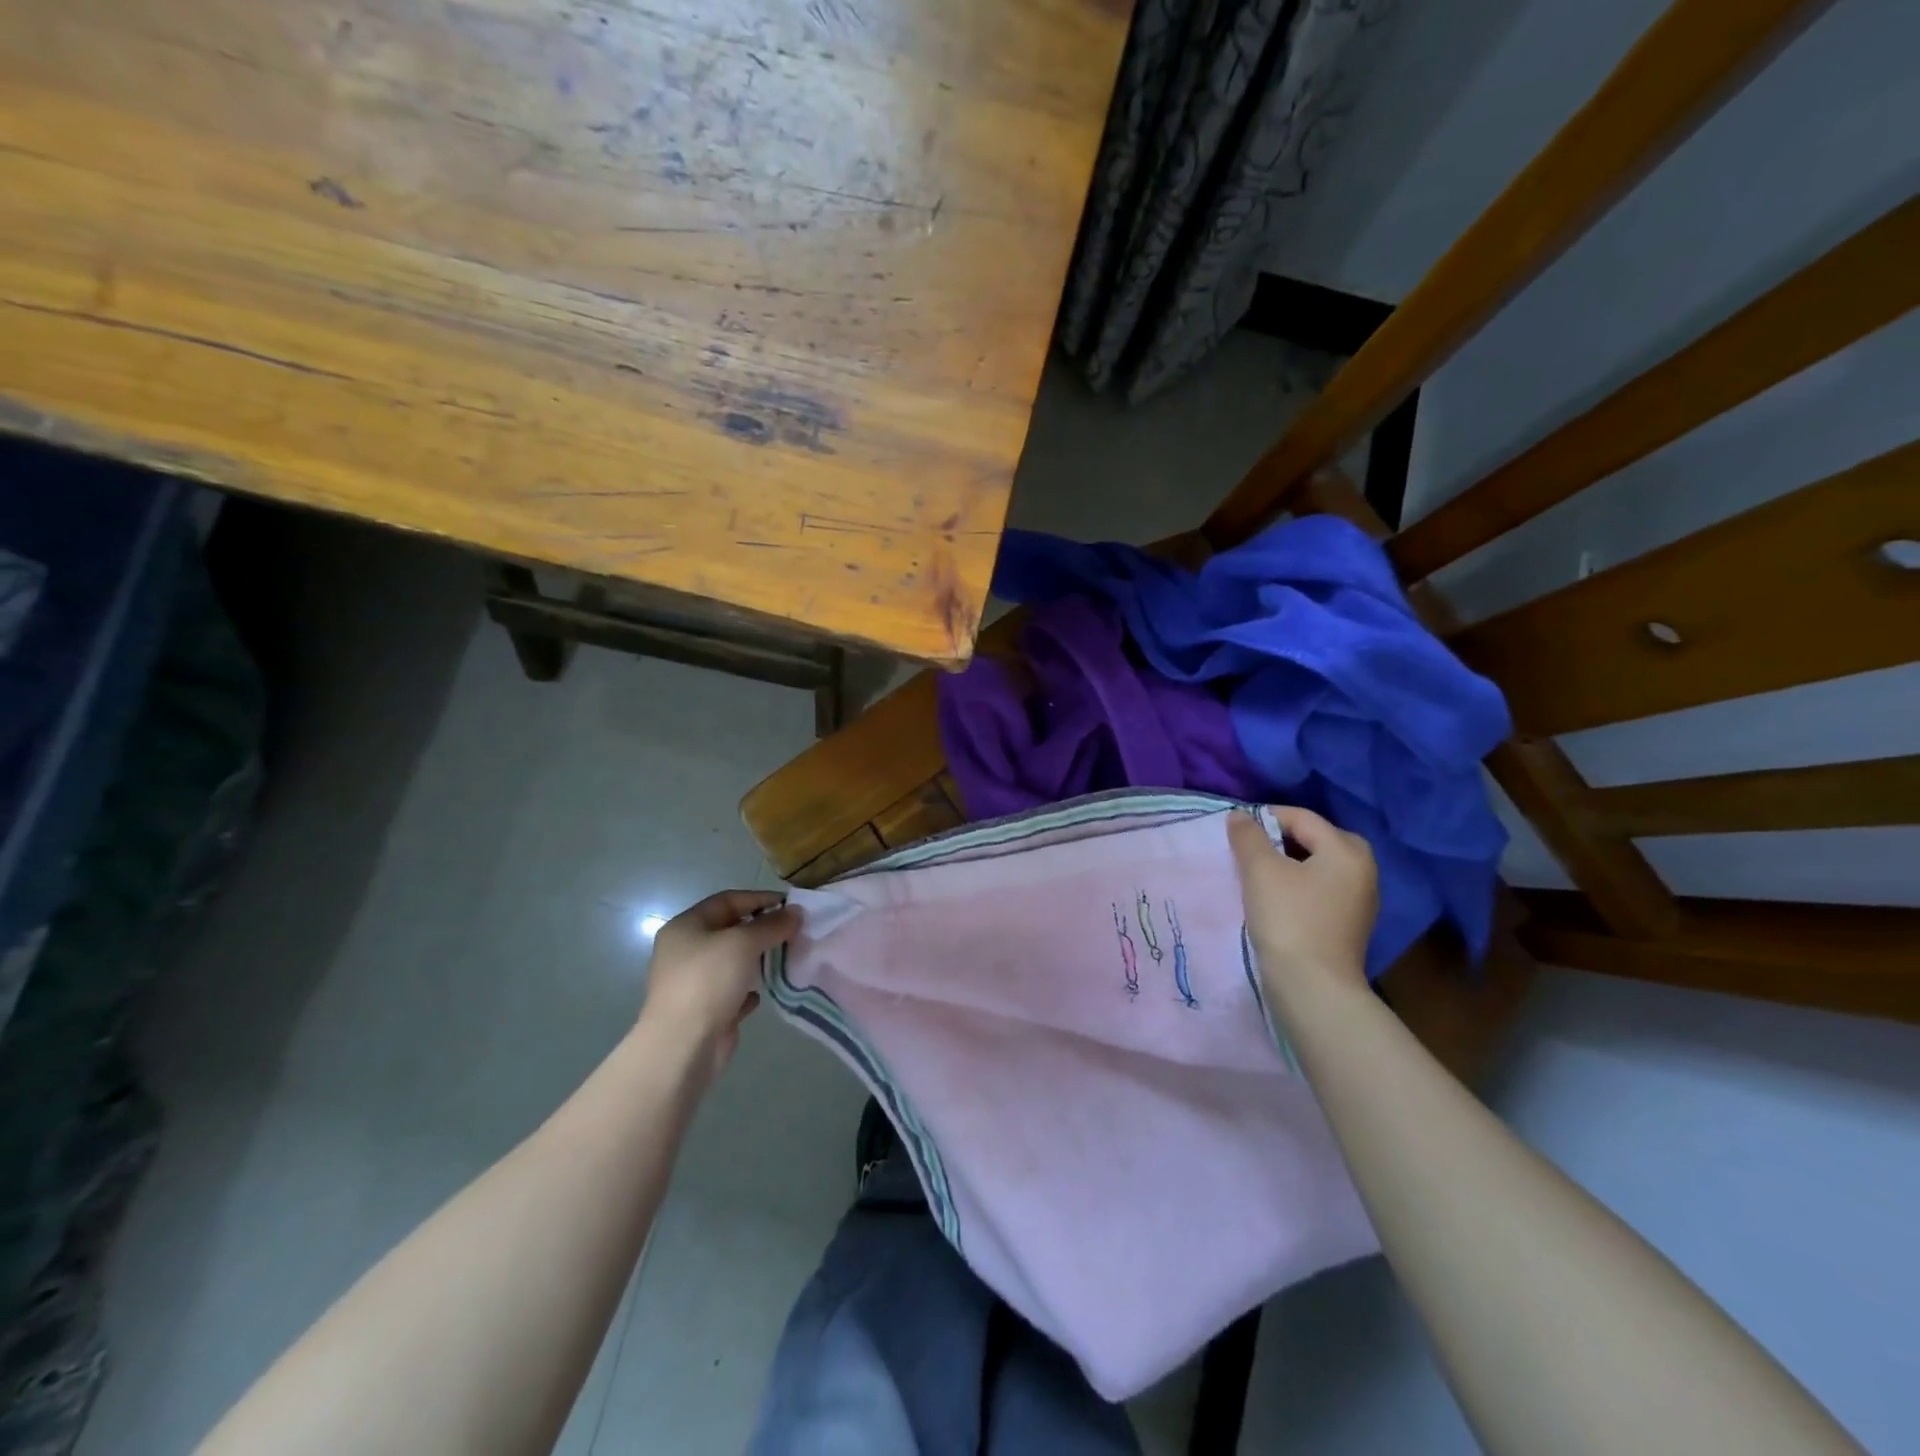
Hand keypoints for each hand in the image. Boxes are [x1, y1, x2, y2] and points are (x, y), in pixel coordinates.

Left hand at [640, 890, 800, 1078]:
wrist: (683, 1045)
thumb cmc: (708, 981)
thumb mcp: (744, 943)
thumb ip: (772, 924)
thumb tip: (796, 911)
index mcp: (686, 927)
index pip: (727, 900)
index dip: (760, 898)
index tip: (791, 904)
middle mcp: (685, 951)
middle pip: (730, 930)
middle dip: (762, 929)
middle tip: (794, 931)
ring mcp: (693, 982)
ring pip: (732, 961)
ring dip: (758, 959)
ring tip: (787, 957)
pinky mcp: (704, 1010)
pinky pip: (732, 991)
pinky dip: (749, 988)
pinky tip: (764, 991)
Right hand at [1227, 807, 1377, 1003]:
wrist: (1313, 988)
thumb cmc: (1288, 919)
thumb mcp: (1261, 871)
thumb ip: (1248, 836)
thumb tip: (1240, 816)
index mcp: (1347, 850)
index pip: (1302, 818)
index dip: (1265, 817)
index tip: (1235, 830)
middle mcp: (1362, 870)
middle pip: (1316, 839)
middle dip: (1280, 839)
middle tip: (1249, 850)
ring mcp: (1359, 900)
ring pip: (1318, 865)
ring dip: (1287, 863)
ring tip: (1256, 873)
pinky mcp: (1349, 924)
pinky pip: (1320, 889)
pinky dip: (1297, 885)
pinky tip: (1275, 899)